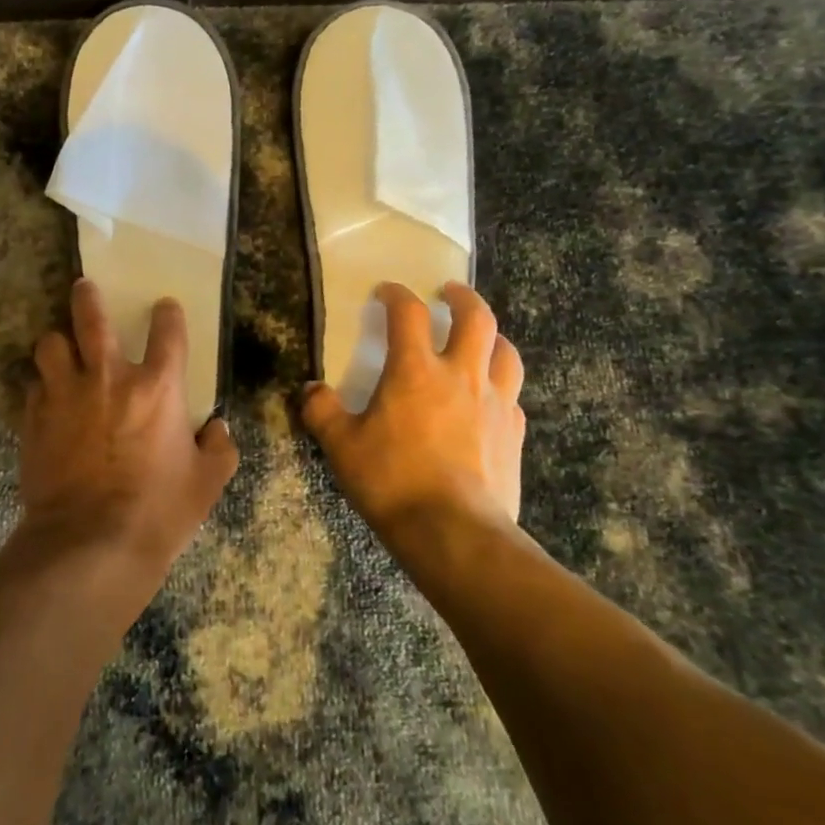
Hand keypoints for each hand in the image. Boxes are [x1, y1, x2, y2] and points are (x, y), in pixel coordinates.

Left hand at [17, 279, 239, 605]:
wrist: (90, 544)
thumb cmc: (159, 512)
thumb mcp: (207, 484)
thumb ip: (219, 449)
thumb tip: (218, 429)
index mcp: (157, 387)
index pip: (168, 331)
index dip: (167, 314)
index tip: (164, 307)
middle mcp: (109, 378)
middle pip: (91, 318)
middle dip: (87, 297)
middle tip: (84, 287)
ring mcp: (66, 395)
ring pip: (50, 345)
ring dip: (57, 343)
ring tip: (60, 348)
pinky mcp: (35, 419)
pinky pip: (34, 386)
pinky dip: (42, 386)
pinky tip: (47, 398)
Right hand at [301, 283, 524, 533]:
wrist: (454, 533)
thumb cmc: (392, 481)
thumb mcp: (341, 446)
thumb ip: (322, 411)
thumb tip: (310, 390)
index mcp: (416, 370)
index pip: (408, 313)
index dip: (396, 294)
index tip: (386, 292)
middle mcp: (461, 375)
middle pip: (476, 318)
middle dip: (462, 298)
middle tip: (449, 293)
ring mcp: (495, 403)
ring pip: (506, 352)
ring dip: (493, 336)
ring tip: (481, 338)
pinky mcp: (514, 434)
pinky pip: (513, 396)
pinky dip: (501, 385)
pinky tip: (490, 397)